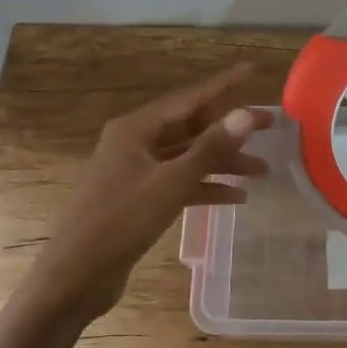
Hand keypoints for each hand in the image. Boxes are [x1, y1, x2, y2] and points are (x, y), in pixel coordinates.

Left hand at [29, 64, 273, 326]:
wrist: (75, 276)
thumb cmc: (120, 222)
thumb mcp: (171, 183)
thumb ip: (211, 148)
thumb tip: (246, 113)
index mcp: (136, 128)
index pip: (189, 98)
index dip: (224, 85)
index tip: (253, 71)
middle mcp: (135, 142)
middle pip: (191, 126)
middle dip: (230, 128)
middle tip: (271, 125)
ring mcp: (136, 170)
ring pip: (188, 156)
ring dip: (222, 162)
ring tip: (262, 169)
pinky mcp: (139, 197)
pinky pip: (179, 182)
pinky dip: (205, 186)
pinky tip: (236, 197)